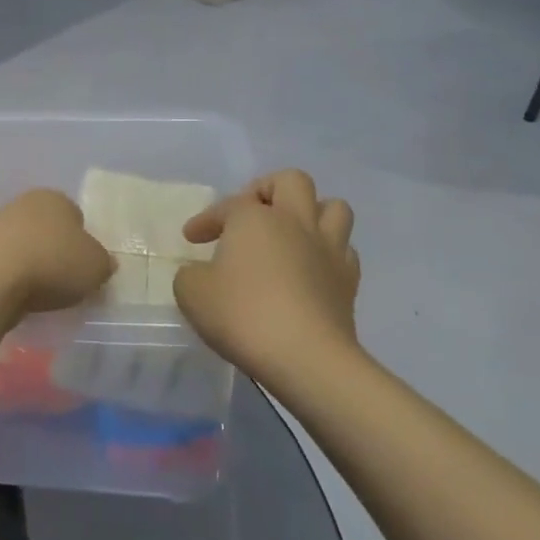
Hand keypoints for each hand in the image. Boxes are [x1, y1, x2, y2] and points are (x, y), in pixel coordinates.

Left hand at [0, 190, 114, 321]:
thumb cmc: (52, 263)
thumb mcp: (96, 266)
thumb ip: (104, 263)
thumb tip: (103, 263)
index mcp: (56, 198)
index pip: (76, 216)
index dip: (84, 242)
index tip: (85, 267)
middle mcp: (25, 203)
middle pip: (49, 229)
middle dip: (57, 251)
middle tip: (66, 282)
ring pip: (26, 245)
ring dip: (33, 264)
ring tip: (41, 294)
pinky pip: (6, 263)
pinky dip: (13, 277)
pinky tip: (17, 296)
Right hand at [173, 170, 362, 381]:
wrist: (307, 358)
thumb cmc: (243, 315)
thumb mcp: (192, 293)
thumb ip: (190, 275)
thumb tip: (200, 273)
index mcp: (254, 217)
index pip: (227, 205)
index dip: (206, 219)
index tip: (191, 239)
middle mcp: (294, 221)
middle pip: (292, 181)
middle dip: (269, 189)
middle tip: (251, 214)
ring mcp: (328, 249)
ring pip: (333, 207)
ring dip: (312, 213)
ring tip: (292, 233)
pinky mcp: (349, 281)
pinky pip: (344, 250)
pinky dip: (328, 252)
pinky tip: (311, 269)